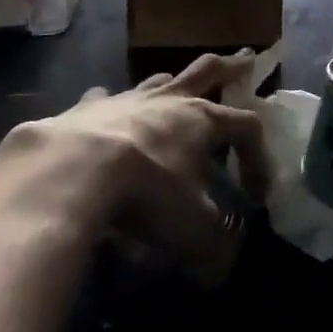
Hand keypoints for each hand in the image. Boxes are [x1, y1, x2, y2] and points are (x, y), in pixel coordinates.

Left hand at [0, 52, 269, 284]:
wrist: (74, 169)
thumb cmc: (147, 192)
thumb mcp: (192, 231)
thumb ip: (214, 250)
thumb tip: (219, 272)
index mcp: (203, 120)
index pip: (247, 126)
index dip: (258, 157)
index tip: (256, 195)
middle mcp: (169, 100)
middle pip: (208, 70)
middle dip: (230, 66)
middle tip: (245, 59)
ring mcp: (127, 98)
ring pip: (158, 79)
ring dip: (171, 84)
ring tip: (173, 86)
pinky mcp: (87, 108)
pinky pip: (103, 99)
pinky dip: (108, 104)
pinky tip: (103, 109)